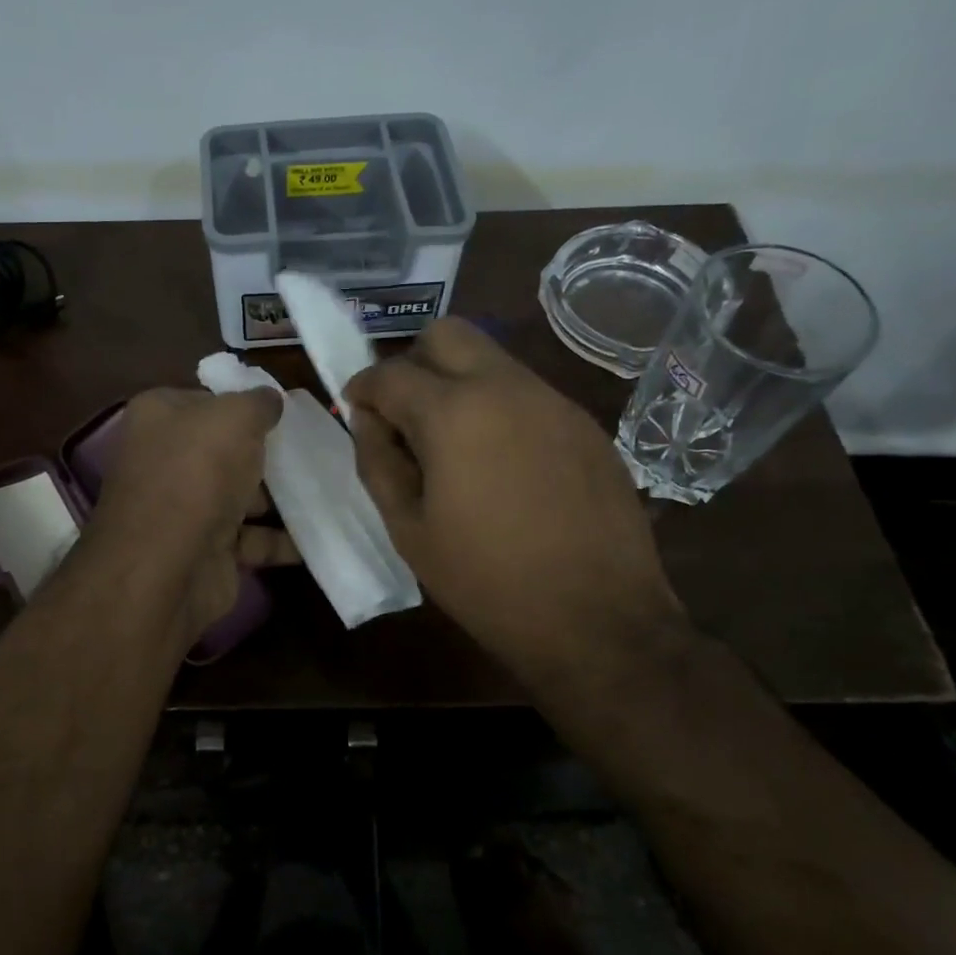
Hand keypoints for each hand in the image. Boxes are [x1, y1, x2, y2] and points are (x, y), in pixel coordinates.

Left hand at [83, 387, 299, 648]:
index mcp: (158, 417)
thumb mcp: (235, 417)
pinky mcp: (205, 551)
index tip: (284, 411)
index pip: (205, 401)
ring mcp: (183, 509)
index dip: (242, 403)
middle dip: (265, 454)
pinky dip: (280, 540)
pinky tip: (317, 535)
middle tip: (313, 450)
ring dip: (279, 499)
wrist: (170, 564)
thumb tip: (270, 399)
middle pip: (224, 450)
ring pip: (240, 496)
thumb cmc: (198, 472)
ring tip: (327, 490)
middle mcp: (165, 460)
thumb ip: (258, 403)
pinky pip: (250, 539)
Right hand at [343, 320, 689, 691]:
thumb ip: (377, 462)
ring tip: (454, 445)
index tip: (357, 410)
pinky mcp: (586, 424)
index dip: (363, 388)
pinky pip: (528, 394)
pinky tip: (504, 465)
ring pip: (492, 360)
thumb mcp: (409, 529)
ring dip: (459, 383)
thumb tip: (367, 419)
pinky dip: (500, 409)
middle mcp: (506, 387)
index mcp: (453, 413)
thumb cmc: (486, 581)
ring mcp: (554, 401)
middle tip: (406, 414)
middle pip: (447, 334)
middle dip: (414, 362)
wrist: (598, 621)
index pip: (390, 372)